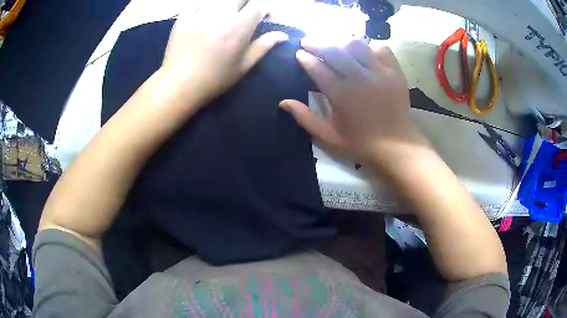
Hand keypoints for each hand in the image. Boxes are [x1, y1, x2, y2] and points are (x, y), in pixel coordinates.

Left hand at [159, 0, 287, 110]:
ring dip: (227, 5)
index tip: (264, 17)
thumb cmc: (215, 78)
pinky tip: (205, 16)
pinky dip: (205, 6)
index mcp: (239, 26)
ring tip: (224, 16)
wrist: (179, 84)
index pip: (258, 4)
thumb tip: (283, 35)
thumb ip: (263, 46)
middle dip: (246, 4)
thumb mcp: (243, 66)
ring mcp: (200, 12)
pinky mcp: (184, 16)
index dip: (265, 8)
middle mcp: (221, 13)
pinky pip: (198, 2)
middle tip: (244, 15)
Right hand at [280, 38, 426, 167]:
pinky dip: (371, 47)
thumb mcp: (328, 136)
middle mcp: (359, 78)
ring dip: (342, 42)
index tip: (299, 53)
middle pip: (334, 50)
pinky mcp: (395, 72)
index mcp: (341, 94)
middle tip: (308, 41)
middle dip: (317, 43)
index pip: (318, 68)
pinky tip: (365, 53)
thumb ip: (305, 118)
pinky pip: (381, 49)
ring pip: (357, 45)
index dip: (306, 58)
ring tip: (336, 45)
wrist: (395, 145)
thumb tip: (283, 102)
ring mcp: (379, 73)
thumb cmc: (360, 142)